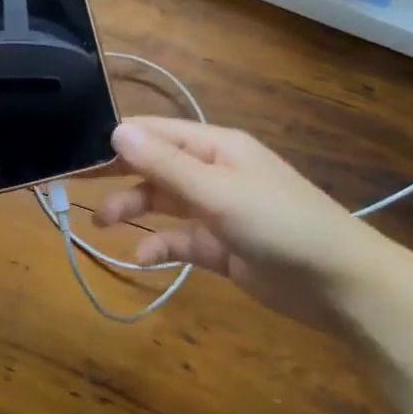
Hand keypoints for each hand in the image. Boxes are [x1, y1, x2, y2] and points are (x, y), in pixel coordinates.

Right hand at [93, 117, 393, 321]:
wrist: (339, 283)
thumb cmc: (279, 223)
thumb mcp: (217, 191)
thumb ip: (165, 164)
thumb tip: (117, 130)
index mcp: (216, 146)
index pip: (156, 133)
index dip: (117, 140)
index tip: (77, 152)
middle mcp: (213, 172)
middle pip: (155, 166)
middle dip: (118, 174)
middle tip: (74, 183)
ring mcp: (217, 210)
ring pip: (163, 202)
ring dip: (134, 210)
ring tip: (103, 225)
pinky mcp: (221, 246)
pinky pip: (180, 239)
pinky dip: (160, 246)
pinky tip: (143, 258)